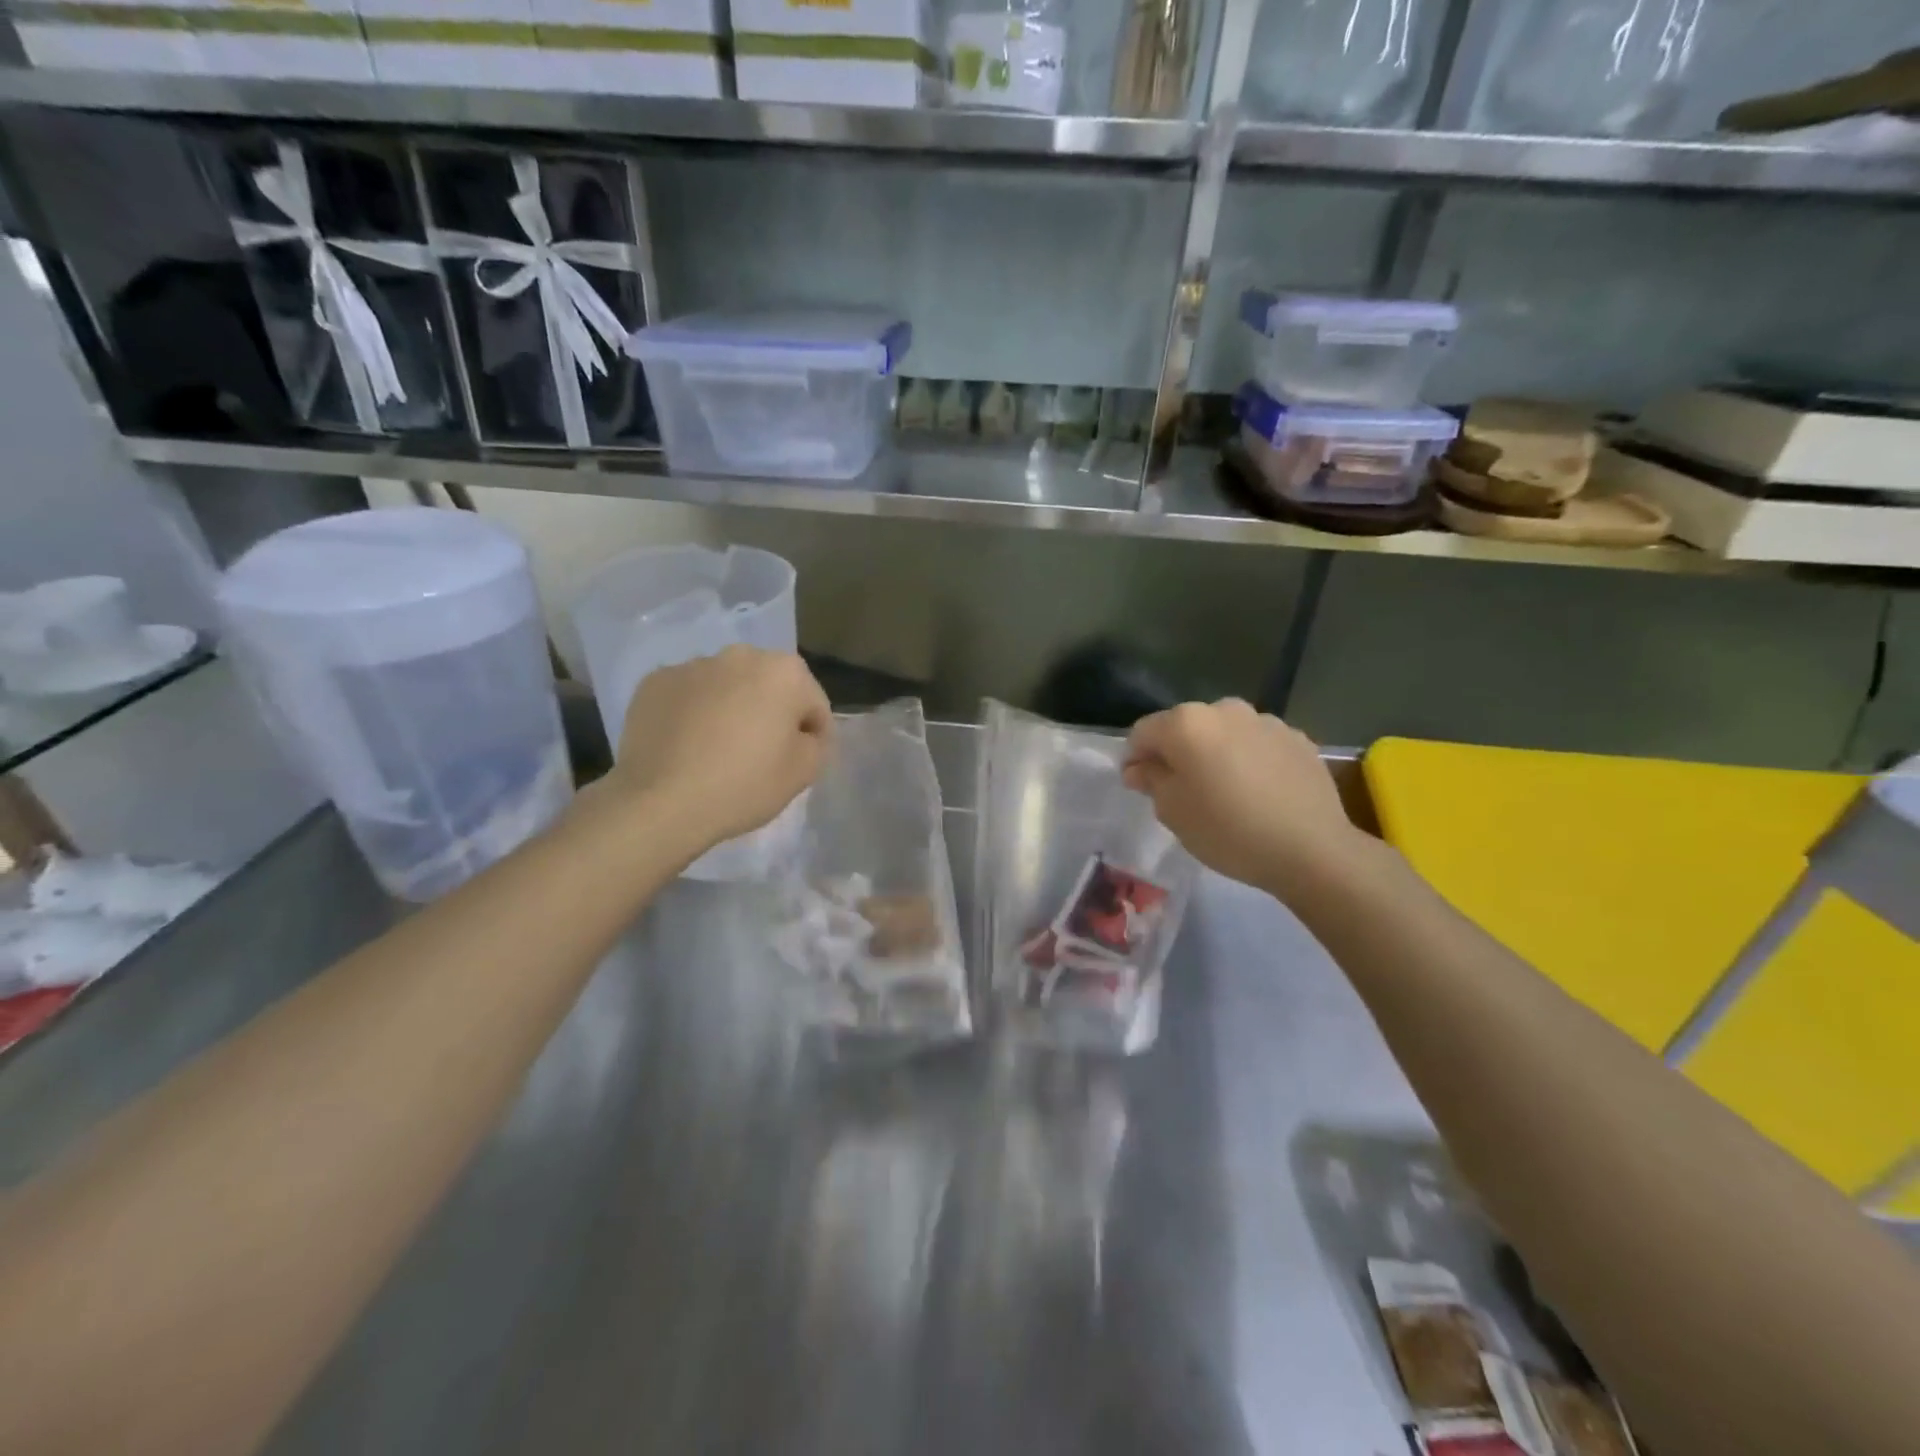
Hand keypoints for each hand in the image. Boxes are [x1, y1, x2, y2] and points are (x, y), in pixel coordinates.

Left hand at [605, 646, 832, 855]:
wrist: (661, 802)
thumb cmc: (744, 784)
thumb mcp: (804, 772)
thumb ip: (816, 743)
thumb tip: (802, 734)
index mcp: (784, 672)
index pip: (813, 703)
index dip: (813, 735)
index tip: (801, 762)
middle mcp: (740, 655)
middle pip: (768, 686)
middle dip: (770, 713)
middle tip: (761, 754)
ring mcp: (692, 665)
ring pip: (725, 687)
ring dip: (730, 709)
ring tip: (719, 750)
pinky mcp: (654, 682)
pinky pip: (688, 696)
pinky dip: (693, 714)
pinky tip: (687, 746)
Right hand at [1123, 699, 1360, 897]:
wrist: (1311, 849)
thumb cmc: (1228, 830)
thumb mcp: (1173, 812)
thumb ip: (1150, 780)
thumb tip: (1140, 767)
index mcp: (1186, 723)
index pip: (1143, 732)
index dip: (1135, 759)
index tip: (1139, 786)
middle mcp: (1225, 710)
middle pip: (1186, 727)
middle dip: (1177, 753)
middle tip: (1182, 791)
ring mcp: (1266, 721)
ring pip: (1224, 734)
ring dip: (1215, 754)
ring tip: (1225, 791)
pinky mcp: (1298, 738)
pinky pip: (1257, 745)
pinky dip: (1249, 760)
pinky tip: (1258, 793)